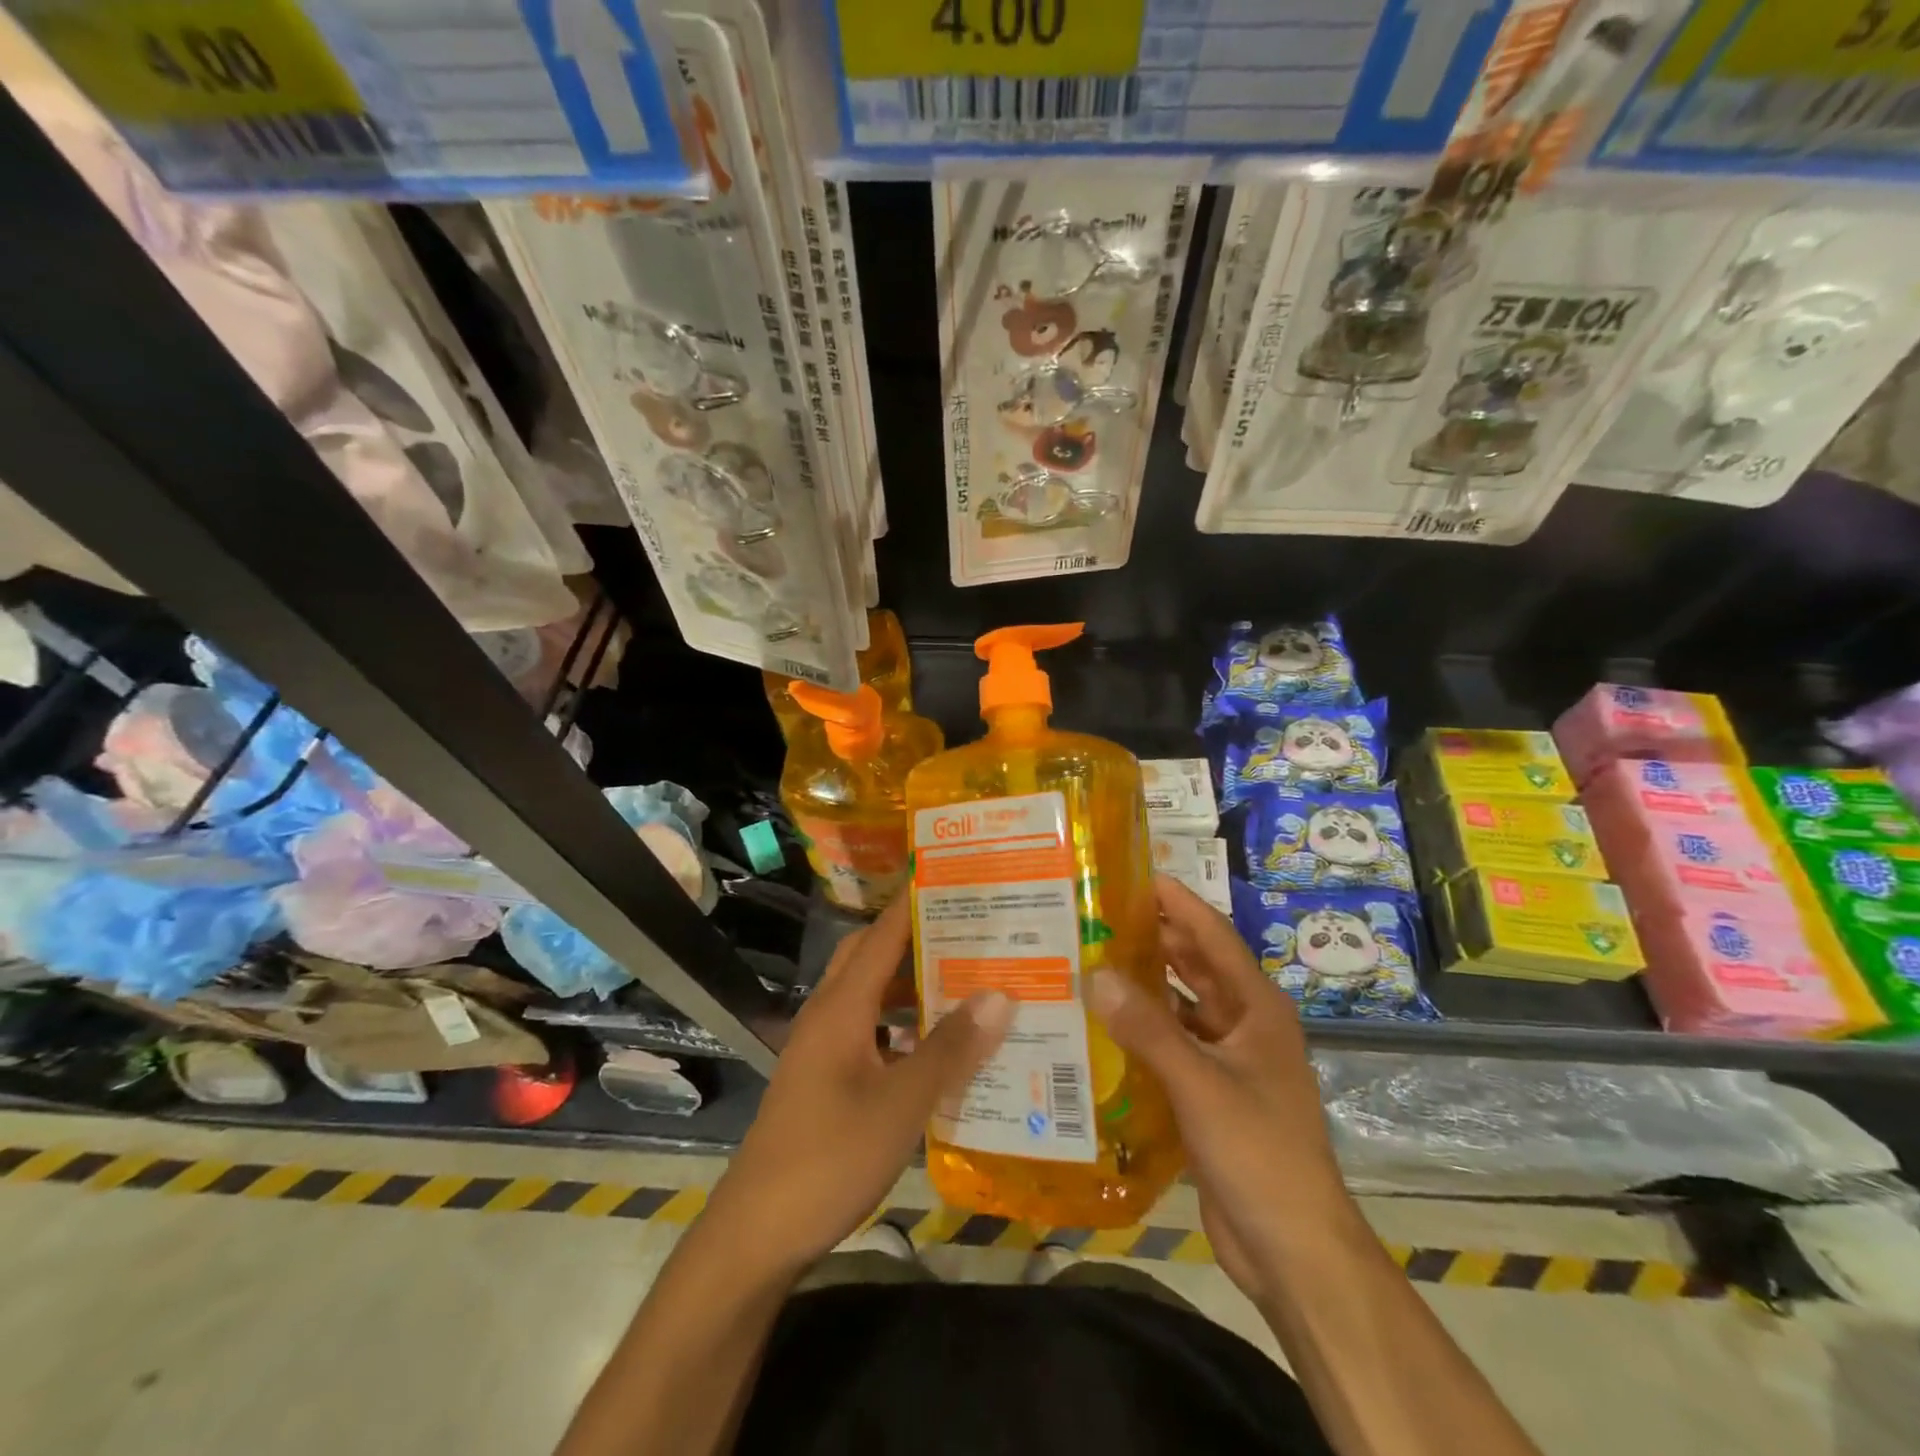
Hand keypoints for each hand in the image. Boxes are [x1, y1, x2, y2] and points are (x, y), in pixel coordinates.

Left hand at [704, 895, 1011, 1277]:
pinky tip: (935, 1046)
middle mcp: (828, 1015)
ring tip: (964, 979)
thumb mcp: (900, 1105)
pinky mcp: (825, 1079)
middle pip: (870, 956)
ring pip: (869, 995)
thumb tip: (999, 995)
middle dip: (915, 937)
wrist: (757, 1233)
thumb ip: (949, 1050)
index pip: (882, 936)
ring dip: (909, 983)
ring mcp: (822, 1048)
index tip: (953, 879)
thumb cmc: (829, 1158)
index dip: (914, 904)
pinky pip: (868, 1031)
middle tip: (970, 930)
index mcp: (840, 1007)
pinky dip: (900, 1024)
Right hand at [1087, 876, 1356, 1301]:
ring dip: (1145, 984)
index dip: (1179, 903)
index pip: (1214, 937)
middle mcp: (1244, 1024)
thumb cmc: (1259, 1151)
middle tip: (1100, 914)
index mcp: (1257, 1008)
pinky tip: (1102, 1022)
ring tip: (1092, 957)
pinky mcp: (1209, 1092)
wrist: (1292, 1248)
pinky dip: (1142, 1029)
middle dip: (1155, 938)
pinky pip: (1171, 1044)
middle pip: (1196, 966)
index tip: (1136, 875)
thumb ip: (1148, 1029)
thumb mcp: (1201, 1084)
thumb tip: (1095, 973)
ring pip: (1181, 1006)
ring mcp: (1228, 1059)